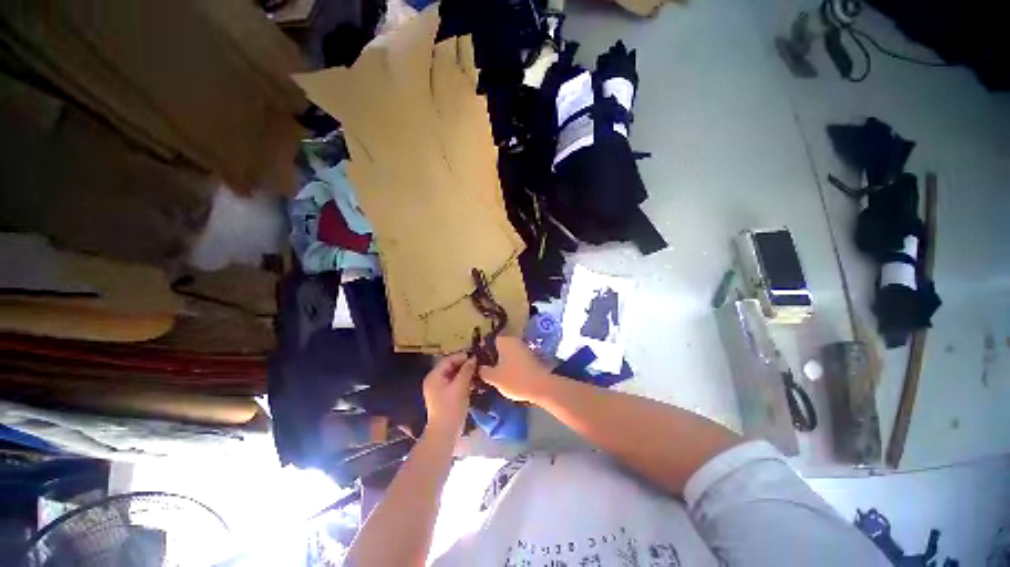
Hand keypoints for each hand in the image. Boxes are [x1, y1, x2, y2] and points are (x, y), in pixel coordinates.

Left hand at [423, 353, 475, 435]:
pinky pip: (454, 383)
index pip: (448, 360)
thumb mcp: (460, 386)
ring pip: (453, 375)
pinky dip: (463, 380)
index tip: (475, 357)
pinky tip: (474, 381)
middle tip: (477, 363)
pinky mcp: (445, 396)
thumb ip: (466, 371)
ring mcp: (439, 389)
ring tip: (477, 372)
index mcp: (434, 376)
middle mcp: (435, 380)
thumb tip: (473, 358)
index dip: (461, 357)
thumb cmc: (451, 407)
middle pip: (450, 366)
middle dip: (463, 364)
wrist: (445, 432)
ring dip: (464, 372)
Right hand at [480, 337, 552, 402]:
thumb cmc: (514, 379)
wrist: (541, 387)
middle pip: (499, 346)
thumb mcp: (494, 378)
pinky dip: (511, 364)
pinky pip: (516, 358)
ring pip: (508, 352)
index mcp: (504, 341)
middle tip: (485, 368)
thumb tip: (479, 367)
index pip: (489, 340)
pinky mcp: (530, 357)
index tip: (478, 360)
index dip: (483, 349)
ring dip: (502, 361)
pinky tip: (507, 375)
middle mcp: (514, 340)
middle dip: (492, 356)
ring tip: (495, 374)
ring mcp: (524, 348)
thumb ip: (484, 371)